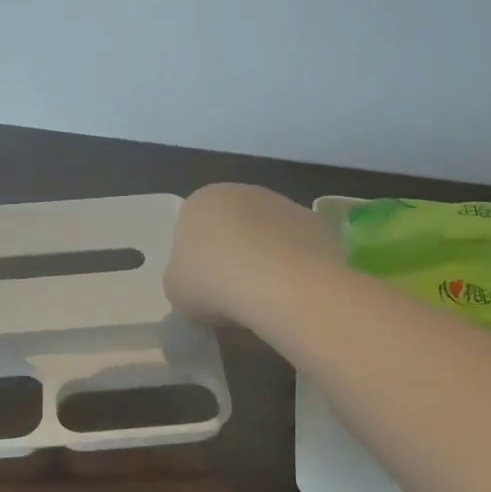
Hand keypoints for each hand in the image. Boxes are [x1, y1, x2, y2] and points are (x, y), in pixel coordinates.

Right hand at [165, 184, 342, 326]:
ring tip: (265, 299)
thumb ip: (180, 277)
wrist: (281, 284)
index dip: (196, 261)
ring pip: (266, 235)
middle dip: (232, 255)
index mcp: (200, 201)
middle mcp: (241, 192)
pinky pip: (297, 247)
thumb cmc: (214, 282)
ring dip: (264, 259)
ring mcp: (282, 203)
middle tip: (232, 295)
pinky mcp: (316, 222)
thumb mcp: (175, 289)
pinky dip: (294, 266)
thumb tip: (194, 280)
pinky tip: (292, 293)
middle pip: (232, 227)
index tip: (202, 290)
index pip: (191, 228)